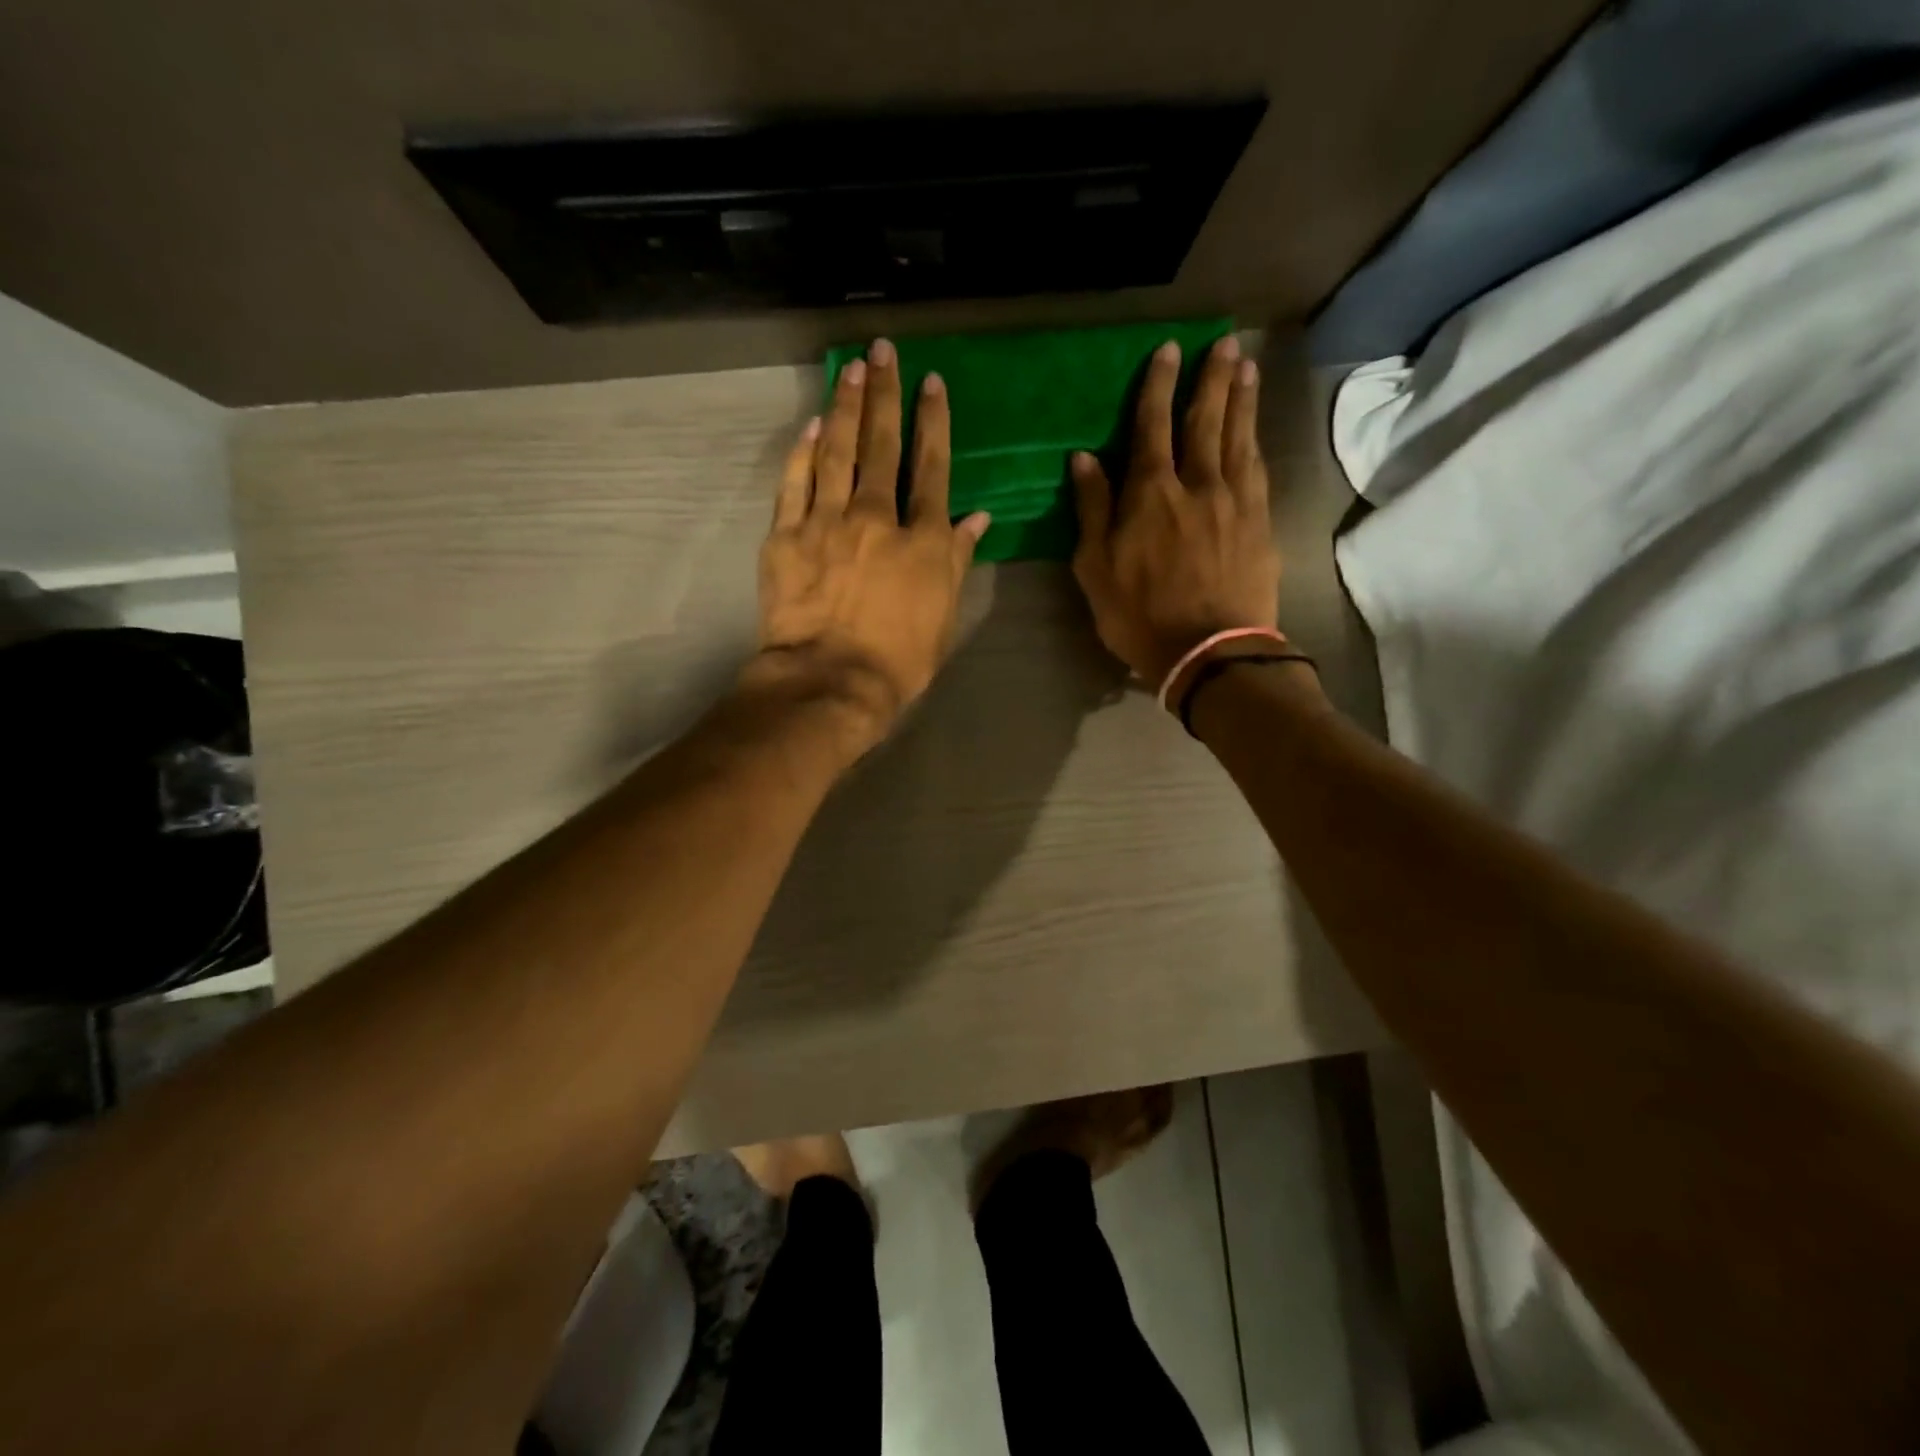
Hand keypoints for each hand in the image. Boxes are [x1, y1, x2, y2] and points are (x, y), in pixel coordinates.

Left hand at [749, 339, 990, 748]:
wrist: (831, 681)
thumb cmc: (899, 659)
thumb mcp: (945, 615)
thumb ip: (957, 559)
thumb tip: (978, 516)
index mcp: (921, 539)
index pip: (932, 467)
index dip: (933, 421)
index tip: (932, 383)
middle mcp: (876, 517)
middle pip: (882, 445)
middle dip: (884, 394)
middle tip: (882, 351)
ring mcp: (826, 522)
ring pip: (836, 452)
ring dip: (843, 407)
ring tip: (849, 369)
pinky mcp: (786, 536)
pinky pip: (794, 483)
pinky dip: (802, 452)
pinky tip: (809, 425)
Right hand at [1071, 336, 1280, 686]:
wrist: (1209, 650)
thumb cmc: (1139, 615)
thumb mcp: (1095, 567)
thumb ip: (1092, 509)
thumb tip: (1084, 459)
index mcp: (1151, 493)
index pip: (1153, 426)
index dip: (1159, 386)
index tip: (1169, 351)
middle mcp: (1197, 484)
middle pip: (1205, 421)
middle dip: (1211, 379)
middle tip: (1223, 343)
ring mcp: (1234, 502)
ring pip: (1239, 438)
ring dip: (1241, 399)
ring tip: (1245, 367)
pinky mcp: (1260, 523)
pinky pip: (1258, 470)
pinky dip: (1256, 441)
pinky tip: (1255, 429)